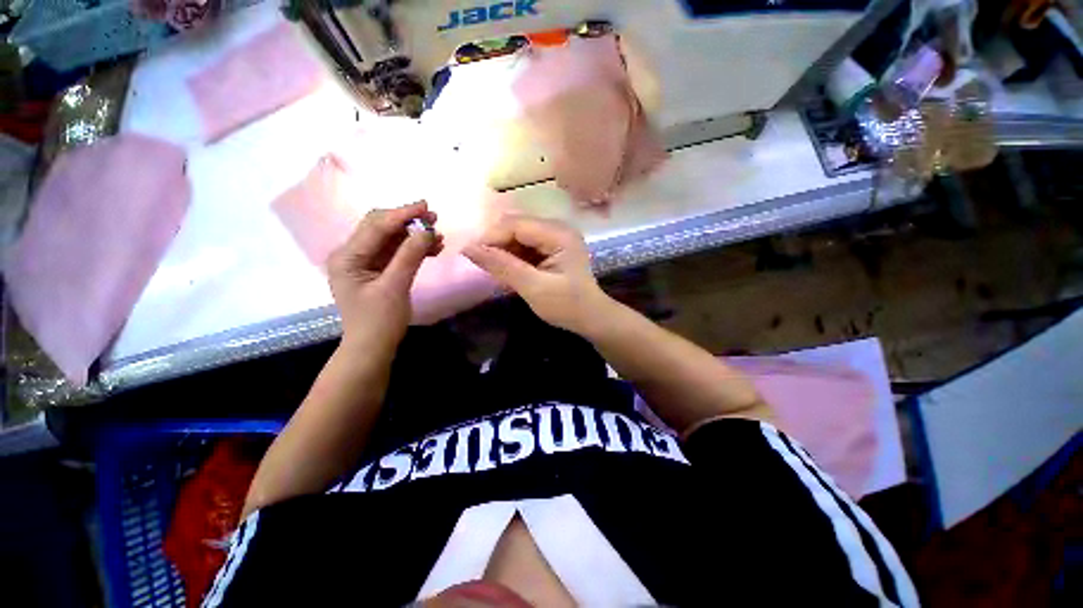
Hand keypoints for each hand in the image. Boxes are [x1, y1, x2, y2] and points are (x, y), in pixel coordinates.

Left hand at [328, 201, 442, 351]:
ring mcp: (364, 263)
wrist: (372, 348)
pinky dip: (413, 249)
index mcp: (347, 257)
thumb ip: (409, 256)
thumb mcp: (395, 287)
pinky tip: (431, 249)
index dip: (402, 214)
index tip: (426, 206)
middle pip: (380, 228)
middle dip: (407, 221)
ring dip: (413, 236)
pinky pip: (396, 253)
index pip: (376, 227)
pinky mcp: (377, 271)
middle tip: (434, 218)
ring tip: (438, 236)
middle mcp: (352, 254)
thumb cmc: (379, 321)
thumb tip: (426, 231)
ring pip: (391, 240)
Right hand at [462, 216, 611, 334]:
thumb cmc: (567, 306)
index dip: (491, 237)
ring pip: (518, 235)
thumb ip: (502, 266)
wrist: (591, 318)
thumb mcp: (533, 288)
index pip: (516, 224)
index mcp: (558, 234)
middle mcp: (558, 229)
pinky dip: (513, 257)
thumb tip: (468, 248)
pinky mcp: (552, 248)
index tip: (471, 255)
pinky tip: (509, 271)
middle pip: (517, 226)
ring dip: (504, 251)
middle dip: (496, 244)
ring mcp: (556, 237)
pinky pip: (525, 245)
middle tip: (481, 265)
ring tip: (495, 271)